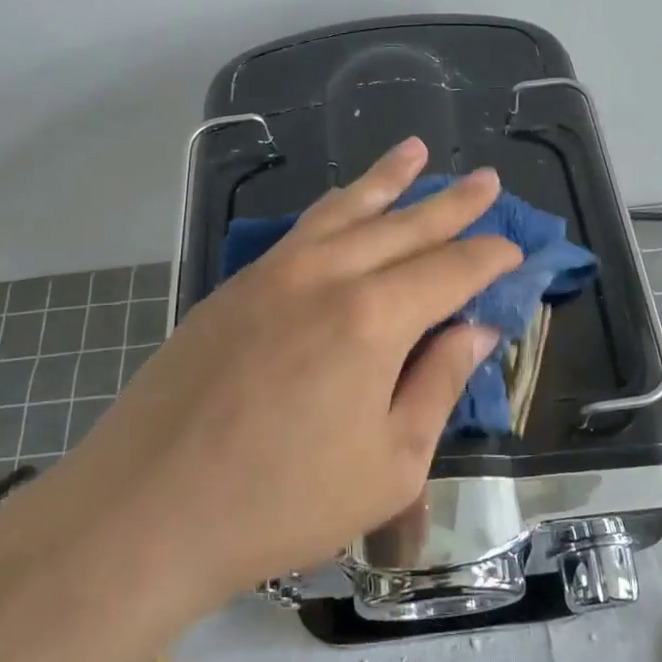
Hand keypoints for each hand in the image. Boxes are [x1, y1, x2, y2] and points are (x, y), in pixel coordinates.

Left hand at [69, 136, 521, 597]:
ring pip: (345, 210)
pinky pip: (301, 229)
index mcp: (374, 318)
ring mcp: (273, 273)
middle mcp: (327, 275)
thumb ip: (438, 385)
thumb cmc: (281, 502)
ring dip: (386, 180)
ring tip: (415, 151)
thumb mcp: (389, 464)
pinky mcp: (235, 286)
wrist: (145, 510)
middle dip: (452, 203)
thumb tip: (476, 330)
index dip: (489, 257)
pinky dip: (335, 207)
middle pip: (404, 226)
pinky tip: (344, 203)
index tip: (516, 249)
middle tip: (487, 179)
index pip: (451, 270)